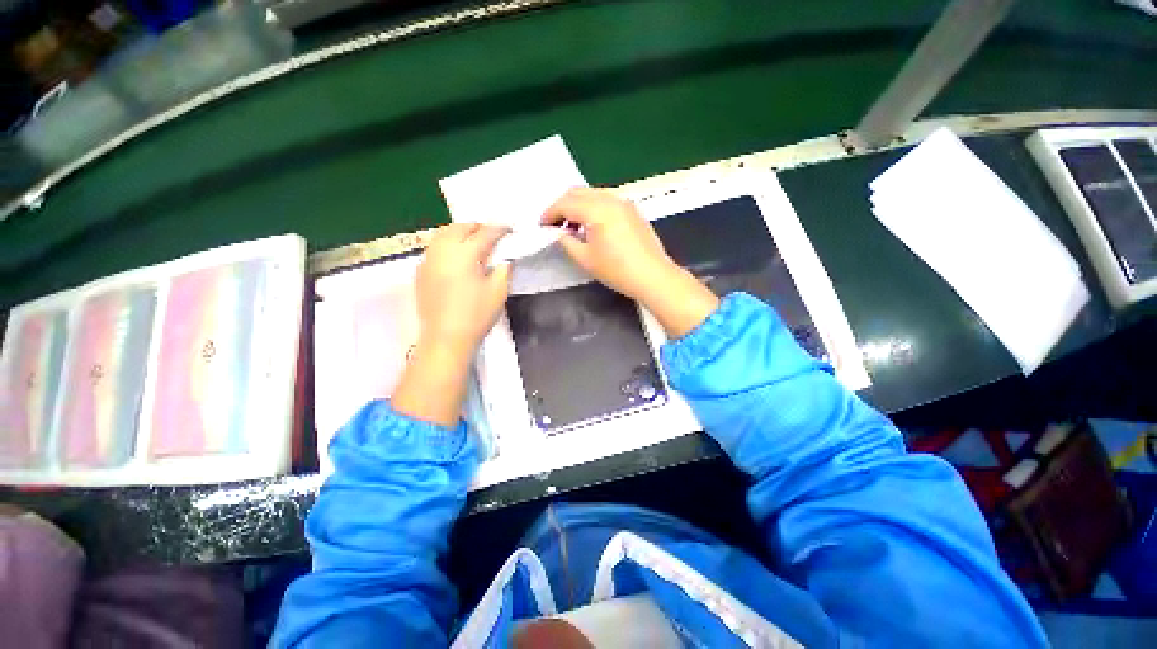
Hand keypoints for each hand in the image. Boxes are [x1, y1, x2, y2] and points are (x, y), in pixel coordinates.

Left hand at [393, 223, 510, 428]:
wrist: (446, 337)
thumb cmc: (476, 315)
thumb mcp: (498, 292)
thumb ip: (503, 270)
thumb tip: (504, 259)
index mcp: (465, 254)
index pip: (485, 234)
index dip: (499, 229)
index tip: (509, 230)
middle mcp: (443, 251)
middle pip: (460, 227)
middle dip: (477, 227)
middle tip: (492, 234)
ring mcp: (428, 260)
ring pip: (443, 234)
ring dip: (460, 232)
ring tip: (473, 241)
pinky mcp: (421, 271)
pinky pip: (434, 247)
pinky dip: (447, 244)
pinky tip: (456, 256)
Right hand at [541, 187, 672, 301]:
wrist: (653, 276)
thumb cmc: (617, 270)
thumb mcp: (585, 259)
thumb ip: (566, 241)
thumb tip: (557, 231)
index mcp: (596, 209)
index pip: (565, 203)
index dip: (550, 213)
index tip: (541, 226)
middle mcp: (610, 198)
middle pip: (577, 192)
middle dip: (562, 205)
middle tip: (555, 225)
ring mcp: (623, 201)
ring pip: (592, 193)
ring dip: (577, 205)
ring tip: (572, 226)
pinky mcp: (632, 209)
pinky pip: (606, 199)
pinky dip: (592, 206)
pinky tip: (592, 225)